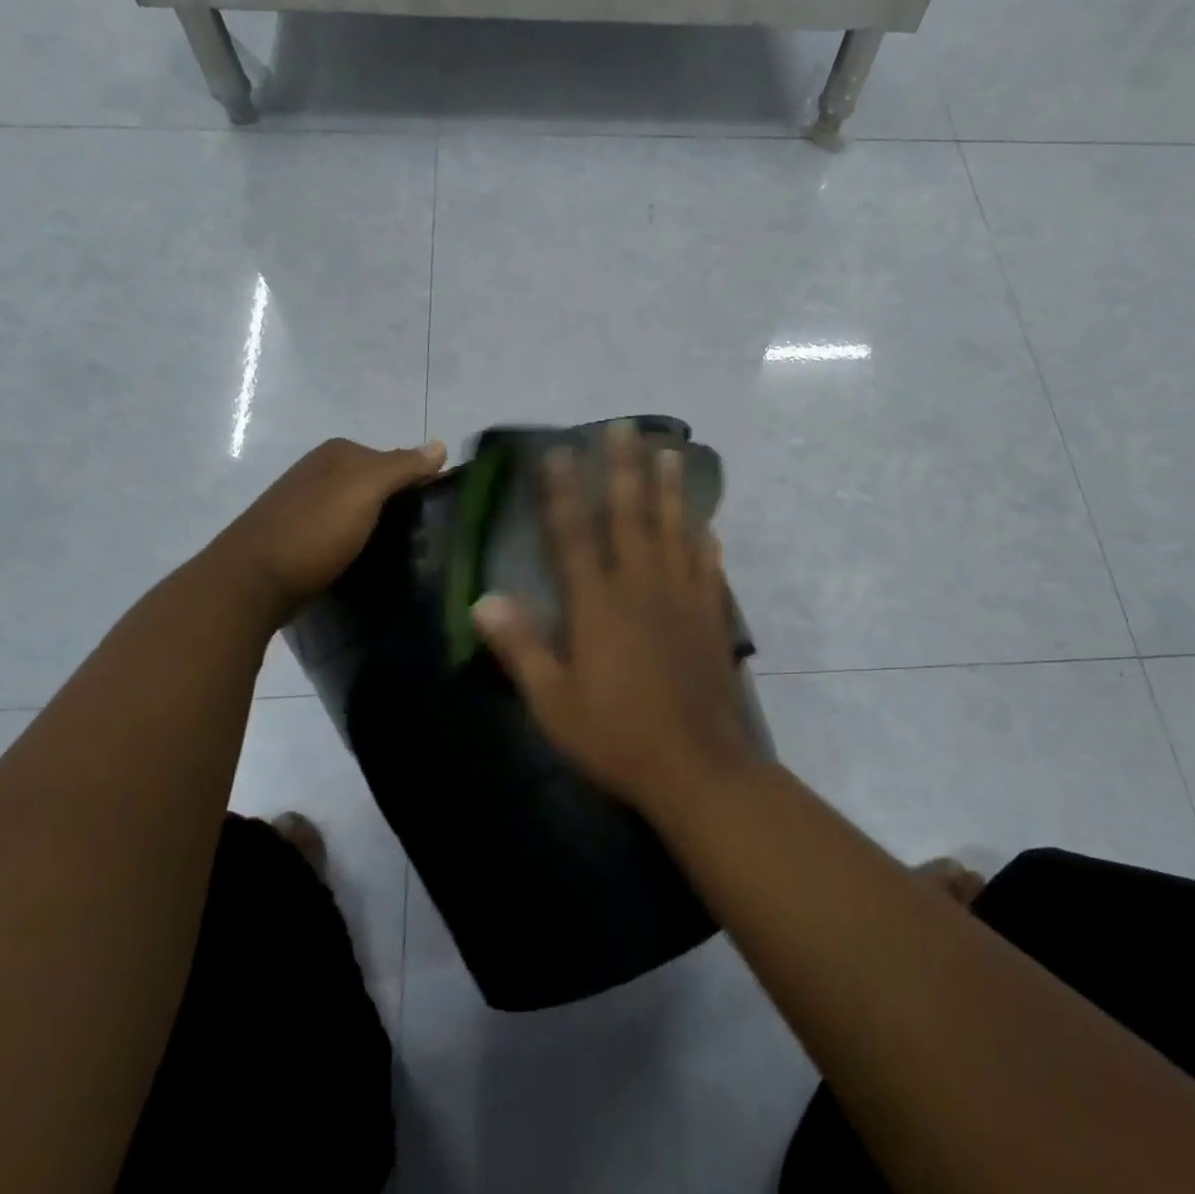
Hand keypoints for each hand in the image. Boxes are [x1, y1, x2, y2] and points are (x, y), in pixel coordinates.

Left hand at [221, 437, 446, 617]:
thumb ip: (403, 466)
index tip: (438, 513)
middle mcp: (319, 471)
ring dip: (378, 528)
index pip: (395, 460)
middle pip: (376, 484)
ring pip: (359, 510)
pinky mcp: (297, 537)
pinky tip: (365, 562)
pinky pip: (340, 533)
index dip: (419, 483)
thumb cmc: (314, 530)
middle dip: (399, 506)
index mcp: (338, 453)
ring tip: (401, 554)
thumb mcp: (366, 489)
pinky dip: (356, 544)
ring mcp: (305, 504)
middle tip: (424, 537)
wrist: (250, 582)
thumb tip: (441, 444)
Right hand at [471, 421, 756, 816]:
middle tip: (626, 427)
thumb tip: (483, 598)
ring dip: (672, 490)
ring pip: (676, 531)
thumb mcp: (554, 703)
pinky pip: (708, 569)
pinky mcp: (712, 618)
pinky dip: (706, 543)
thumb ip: (520, 647)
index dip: (562, 492)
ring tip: (671, 453)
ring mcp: (682, 599)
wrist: (698, 768)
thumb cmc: (617, 737)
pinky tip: (708, 527)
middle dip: (624, 469)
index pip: (573, 535)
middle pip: (631, 516)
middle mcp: (641, 588)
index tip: (558, 452)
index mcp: (598, 605)